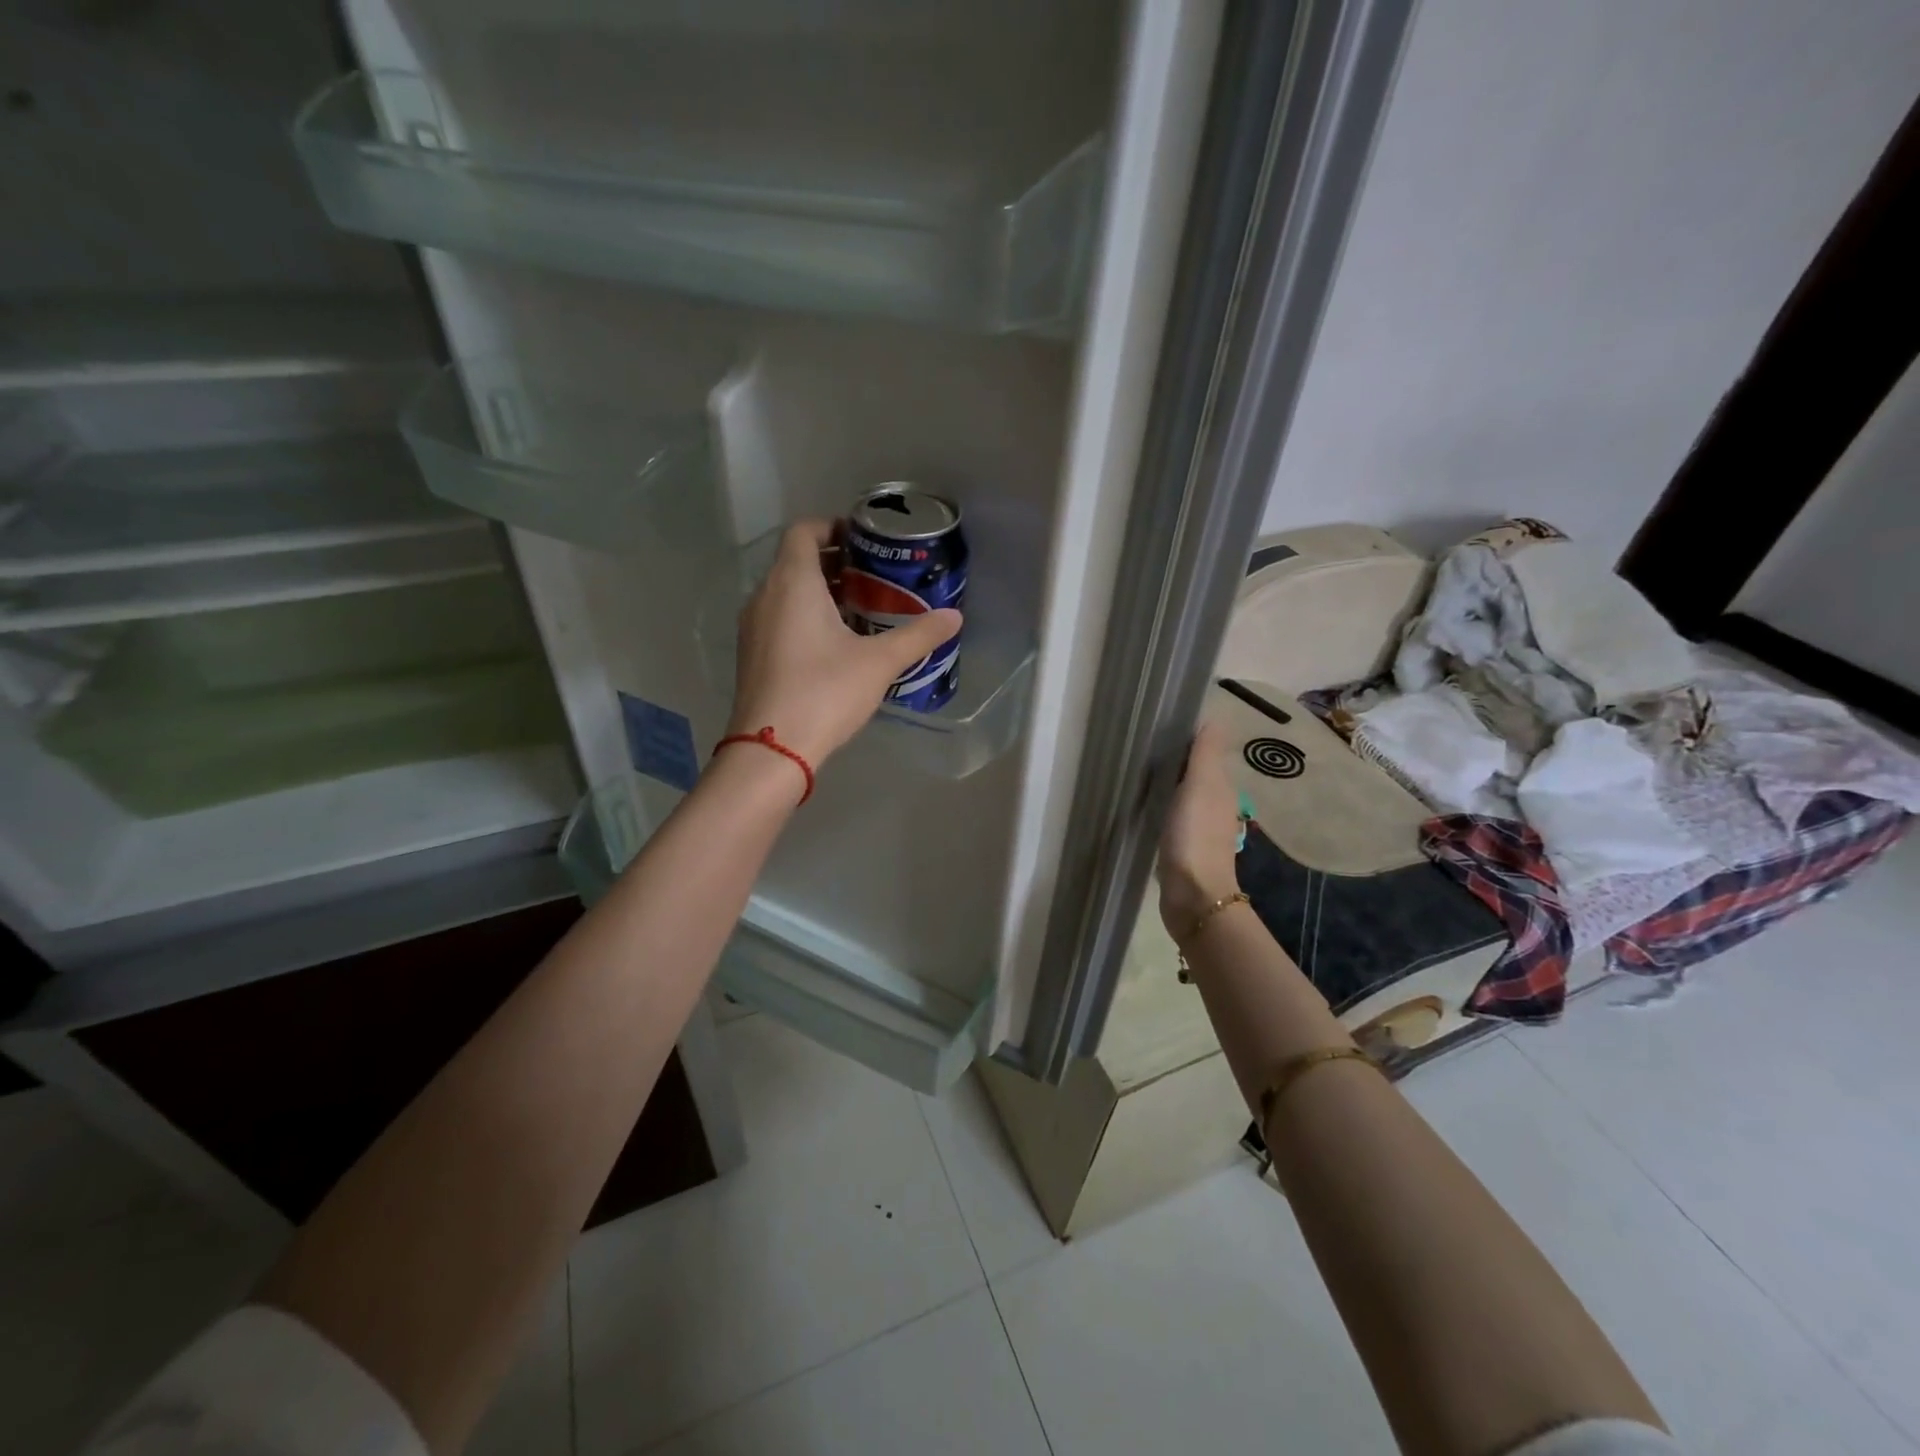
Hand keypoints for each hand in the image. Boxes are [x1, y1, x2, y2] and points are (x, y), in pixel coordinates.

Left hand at [727, 519, 962, 769]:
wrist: (772, 749)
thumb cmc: (825, 692)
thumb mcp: (879, 662)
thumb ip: (918, 635)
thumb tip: (954, 617)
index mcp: (792, 583)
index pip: (803, 530)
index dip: (832, 526)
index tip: (864, 540)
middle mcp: (764, 596)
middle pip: (796, 561)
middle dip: (834, 562)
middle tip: (874, 575)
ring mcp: (753, 627)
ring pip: (786, 591)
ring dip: (820, 591)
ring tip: (862, 608)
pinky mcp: (752, 654)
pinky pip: (779, 618)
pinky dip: (805, 616)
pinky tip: (836, 643)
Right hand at [1157, 721, 1242, 934]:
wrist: (1193, 896)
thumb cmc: (1195, 837)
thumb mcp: (1201, 786)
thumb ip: (1205, 754)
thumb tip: (1214, 717)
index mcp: (1221, 788)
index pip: (1206, 752)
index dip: (1187, 736)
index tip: (1159, 724)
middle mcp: (1214, 805)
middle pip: (1194, 772)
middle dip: (1174, 758)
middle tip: (1140, 745)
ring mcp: (1198, 828)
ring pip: (1182, 794)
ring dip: (1166, 783)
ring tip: (1137, 770)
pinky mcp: (1181, 846)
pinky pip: (1170, 816)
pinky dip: (1160, 806)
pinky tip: (1142, 804)